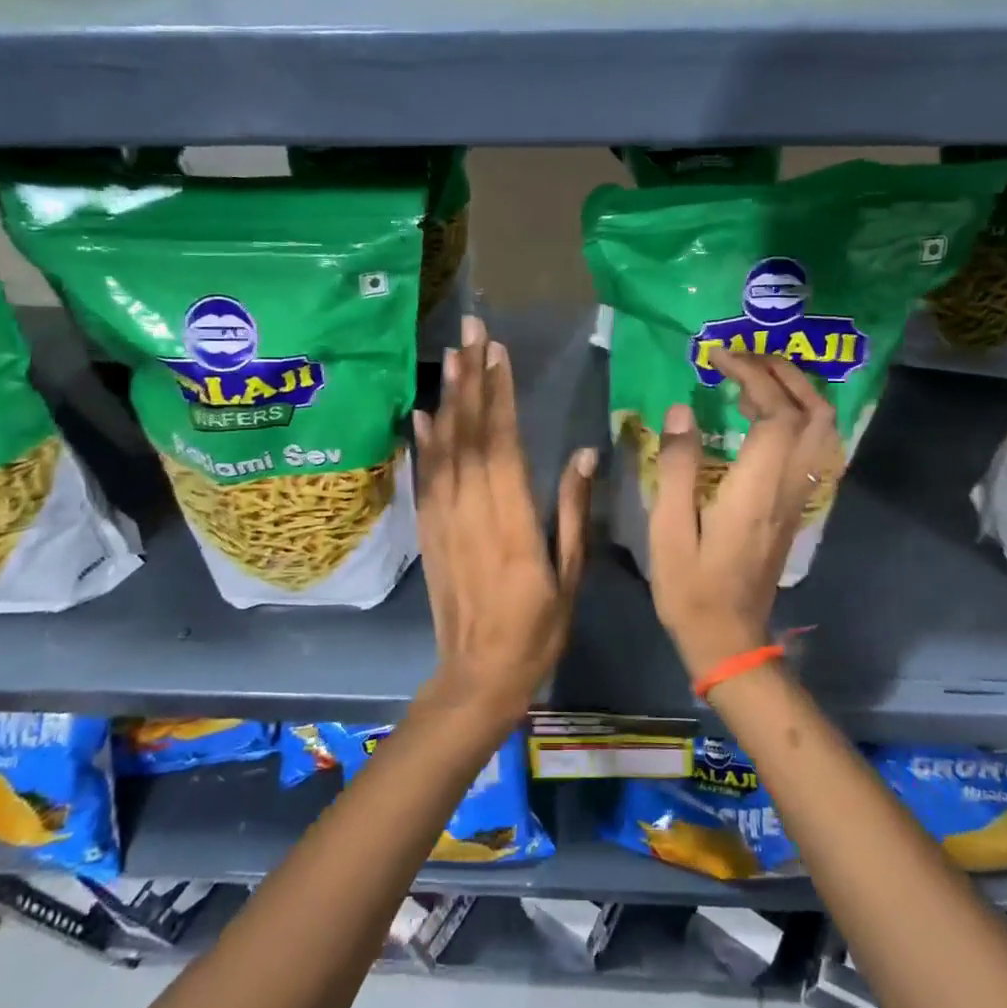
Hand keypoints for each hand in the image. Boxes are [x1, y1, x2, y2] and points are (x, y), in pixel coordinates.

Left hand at [413, 315, 596, 722]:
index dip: (500, 395)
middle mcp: (472, 511)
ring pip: (444, 449)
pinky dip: (423, 442)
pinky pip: (425, 478)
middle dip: (471, 379)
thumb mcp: (570, 575)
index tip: (498, 352)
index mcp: (513, 521)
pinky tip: (422, 414)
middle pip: (469, 434)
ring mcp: (444, 520)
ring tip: (450, 357)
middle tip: (469, 332)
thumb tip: (584, 453)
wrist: (477, 676)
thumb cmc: (536, 630)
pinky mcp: (428, 531)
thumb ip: (575, 512)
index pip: (503, 443)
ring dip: (447, 400)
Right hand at [647, 351, 841, 682]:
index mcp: (757, 490)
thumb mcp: (669, 530)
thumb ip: (677, 467)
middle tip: (745, 357)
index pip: (775, 414)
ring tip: (758, 377)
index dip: (753, 376)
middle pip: (813, 415)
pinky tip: (768, 416)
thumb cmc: (691, 587)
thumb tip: (682, 411)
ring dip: (799, 393)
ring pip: (822, 432)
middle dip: (785, 374)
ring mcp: (798, 499)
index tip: (719, 358)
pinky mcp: (796, 508)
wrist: (729, 638)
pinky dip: (800, 418)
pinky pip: (814, 449)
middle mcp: (788, 488)